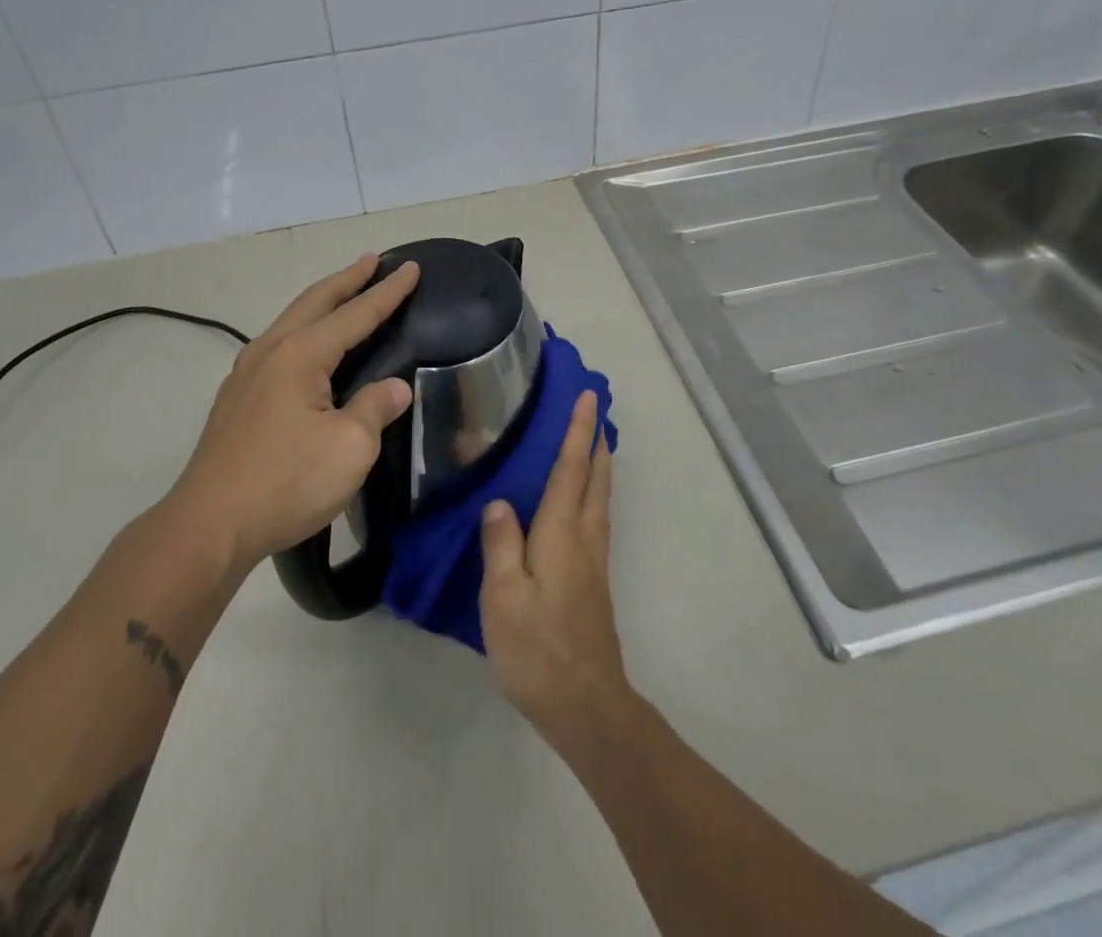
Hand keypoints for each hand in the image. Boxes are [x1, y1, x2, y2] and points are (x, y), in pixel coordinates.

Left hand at [168, 253, 419, 570]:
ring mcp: (247, 374)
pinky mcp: (237, 398)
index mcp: (300, 355)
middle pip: (316, 302)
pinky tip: (308, 345)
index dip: (387, 292)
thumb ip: (374, 408)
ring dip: (323, 301)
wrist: (209, 526)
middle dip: (348, 279)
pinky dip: (304, 328)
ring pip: (292, 320)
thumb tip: (395, 387)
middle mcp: (270, 351)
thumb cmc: (286, 482)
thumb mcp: (349, 448)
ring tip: (345, 292)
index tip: (411, 267)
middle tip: (374, 261)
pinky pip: (279, 344)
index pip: (356, 314)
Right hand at [478, 391, 632, 752]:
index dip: (578, 429)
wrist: (586, 705)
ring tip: (592, 441)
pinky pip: (597, 517)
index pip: (572, 468)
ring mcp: (594, 559)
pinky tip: (581, 499)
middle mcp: (585, 537)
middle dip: (596, 439)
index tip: (587, 395)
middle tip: (594, 409)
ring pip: (601, 497)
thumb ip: (501, 545)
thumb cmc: (538, 648)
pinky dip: (594, 490)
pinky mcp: (594, 580)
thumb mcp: (504, 597)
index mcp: (562, 532)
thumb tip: (500, 501)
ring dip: (599, 462)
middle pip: (596, 477)